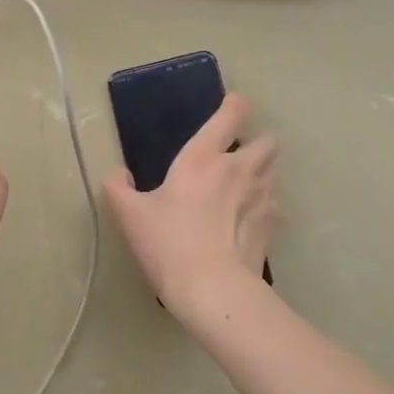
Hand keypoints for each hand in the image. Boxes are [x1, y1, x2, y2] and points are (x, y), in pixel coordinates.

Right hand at [103, 93, 277, 320]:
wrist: (212, 288)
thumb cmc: (168, 242)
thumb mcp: (129, 214)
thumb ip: (118, 187)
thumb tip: (118, 175)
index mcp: (203, 157)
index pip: (231, 114)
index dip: (234, 105)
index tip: (230, 107)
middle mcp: (239, 168)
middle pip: (267, 140)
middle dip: (257, 142)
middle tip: (236, 157)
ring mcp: (261, 196)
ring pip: (275, 170)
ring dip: (262, 172)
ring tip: (243, 188)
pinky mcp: (273, 225)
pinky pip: (275, 204)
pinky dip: (265, 205)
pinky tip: (247, 220)